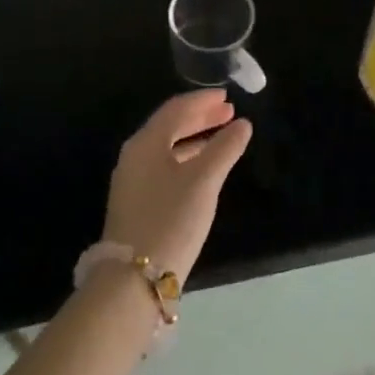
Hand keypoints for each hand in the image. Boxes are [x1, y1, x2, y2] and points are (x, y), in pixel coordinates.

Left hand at [100, 90, 252, 281]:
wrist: (133, 279)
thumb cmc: (171, 219)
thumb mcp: (204, 181)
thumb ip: (225, 148)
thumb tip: (242, 124)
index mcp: (146, 142)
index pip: (176, 108)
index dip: (202, 100)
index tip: (227, 96)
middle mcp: (135, 155)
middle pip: (169, 126)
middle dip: (200, 117)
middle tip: (228, 112)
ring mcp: (132, 180)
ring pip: (167, 147)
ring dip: (195, 138)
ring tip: (223, 136)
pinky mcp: (136, 202)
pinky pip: (164, 166)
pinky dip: (186, 158)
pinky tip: (203, 168)